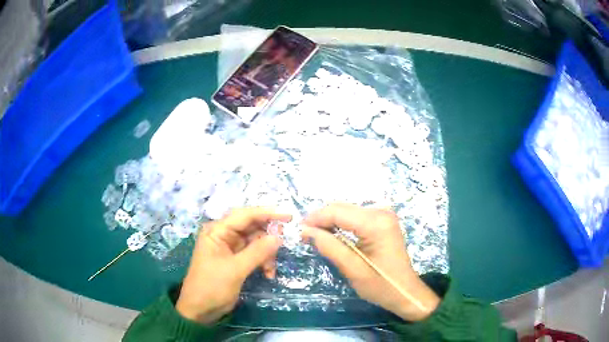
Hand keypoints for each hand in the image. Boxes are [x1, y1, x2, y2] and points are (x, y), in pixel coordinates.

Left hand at [176, 207, 290, 324]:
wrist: (200, 310)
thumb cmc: (212, 287)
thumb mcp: (235, 270)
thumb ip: (257, 252)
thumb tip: (279, 237)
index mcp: (217, 231)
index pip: (245, 215)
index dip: (267, 213)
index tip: (289, 217)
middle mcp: (224, 235)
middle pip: (252, 228)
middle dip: (268, 238)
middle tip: (283, 246)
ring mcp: (230, 248)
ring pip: (256, 242)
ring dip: (267, 254)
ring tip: (271, 270)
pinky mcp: (235, 260)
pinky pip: (254, 254)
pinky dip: (263, 262)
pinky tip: (268, 274)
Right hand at [302, 203, 439, 320]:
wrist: (405, 292)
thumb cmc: (381, 285)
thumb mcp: (353, 269)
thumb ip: (329, 247)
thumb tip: (305, 230)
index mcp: (376, 223)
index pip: (337, 211)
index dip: (315, 219)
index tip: (298, 231)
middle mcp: (381, 212)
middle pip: (342, 208)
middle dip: (321, 220)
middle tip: (304, 236)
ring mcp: (383, 215)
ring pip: (347, 211)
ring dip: (329, 222)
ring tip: (315, 237)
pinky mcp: (382, 221)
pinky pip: (355, 217)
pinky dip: (341, 224)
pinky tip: (332, 236)